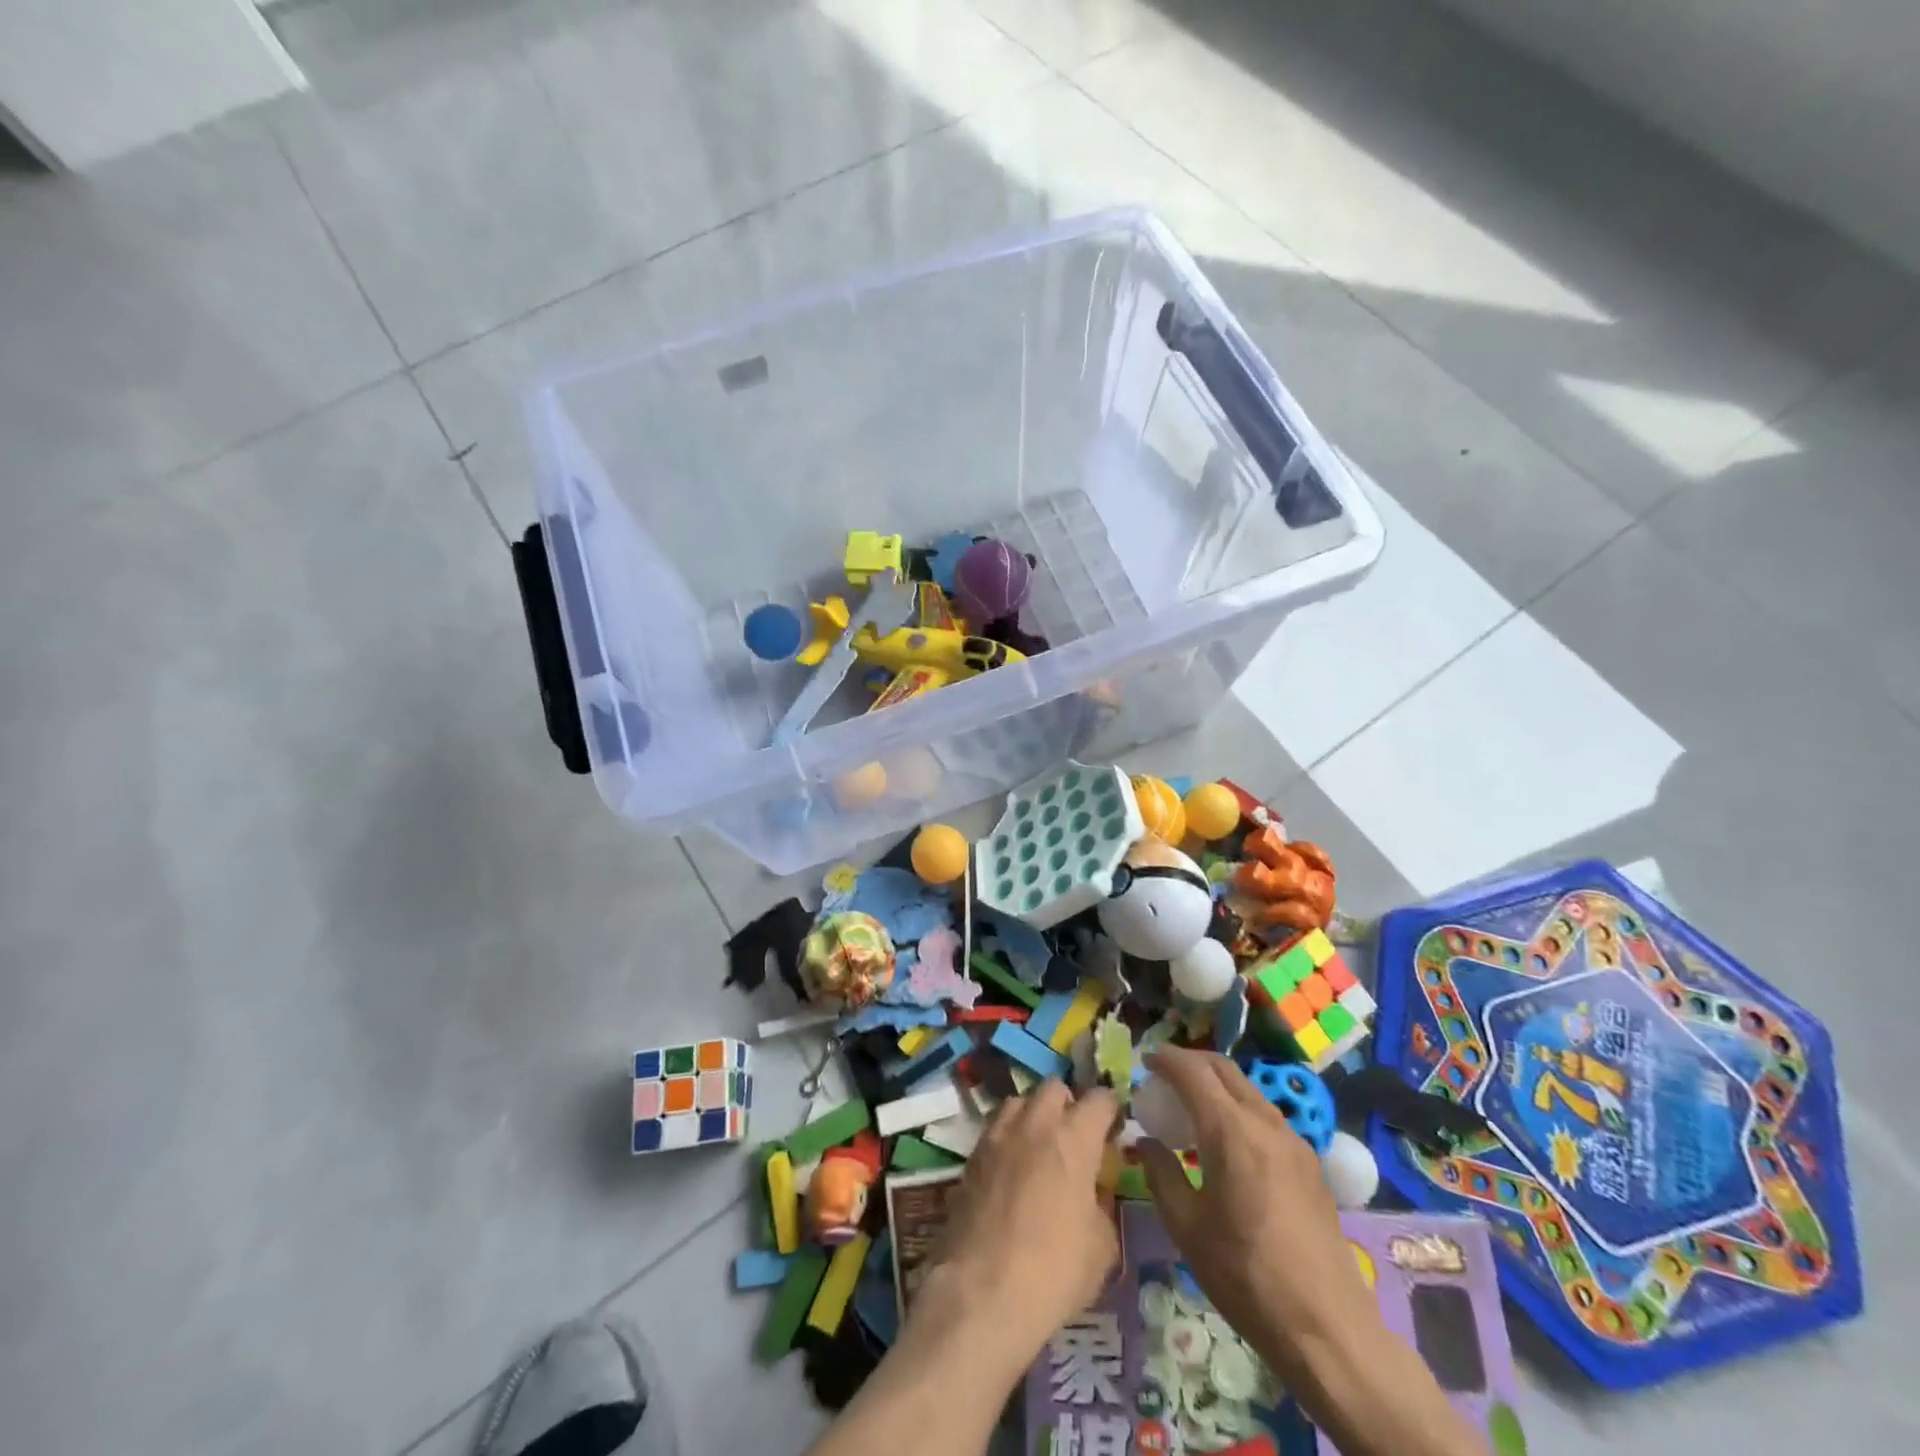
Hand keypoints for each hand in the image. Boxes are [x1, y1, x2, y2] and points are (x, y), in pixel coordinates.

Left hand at [916, 1082, 1120, 1359]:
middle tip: (1074, 1138)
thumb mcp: (1102, 1247)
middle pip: (1054, 1088)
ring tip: (1039, 1149)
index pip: (1100, 1098)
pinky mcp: (972, 1155)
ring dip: (1033, 1115)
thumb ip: (1102, 1205)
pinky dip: (1008, 1138)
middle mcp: (1035, 1123)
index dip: (1110, 1110)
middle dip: (1068, 1104)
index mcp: (1074, 1138)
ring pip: (1019, 1101)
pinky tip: (1012, 1170)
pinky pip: (995, 1128)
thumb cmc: (1054, 1270)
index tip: (1113, 1131)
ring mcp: (998, 1135)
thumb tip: (1093, 1194)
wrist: (983, 1290)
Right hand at [1137, 1047, 1381, 1383]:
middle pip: (1224, 1069)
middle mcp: (1265, 1123)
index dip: (1166, 1058)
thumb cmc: (1246, 1276)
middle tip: (1165, 1076)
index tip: (1145, 1060)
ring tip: (1192, 1108)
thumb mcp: (1187, 1227)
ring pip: (1248, 1090)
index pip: (1193, 1071)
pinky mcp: (1310, 1164)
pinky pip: (1266, 1116)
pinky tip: (1228, 1142)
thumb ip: (1161, 1173)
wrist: (1327, 1329)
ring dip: (1217, 1085)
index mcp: (1231, 1131)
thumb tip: (1145, 1142)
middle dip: (1191, 1062)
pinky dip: (1239, 1108)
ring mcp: (1294, 1142)